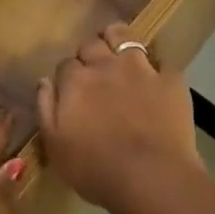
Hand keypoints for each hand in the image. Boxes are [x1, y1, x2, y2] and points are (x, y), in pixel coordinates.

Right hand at [36, 23, 201, 213]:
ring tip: (120, 55)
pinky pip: (163, 62)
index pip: (65, 64)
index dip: (67, 76)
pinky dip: (158, 70)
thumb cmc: (96, 169)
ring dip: (118, 41)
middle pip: (92, 45)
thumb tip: (44, 81)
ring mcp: (140, 68)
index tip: (71, 90)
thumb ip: (45, 109)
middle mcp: (106, 65)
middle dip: (90, 55)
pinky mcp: (169, 79)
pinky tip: (157, 82)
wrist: (151, 177)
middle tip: (94, 74)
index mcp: (76, 81)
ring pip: (124, 36)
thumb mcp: (55, 147)